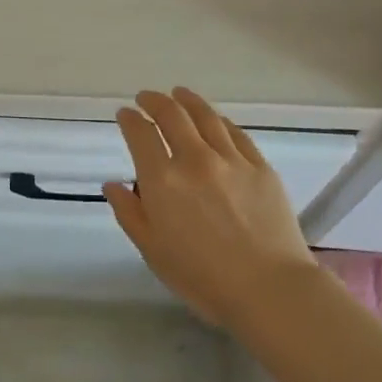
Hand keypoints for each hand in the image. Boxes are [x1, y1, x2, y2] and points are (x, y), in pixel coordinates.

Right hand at [104, 88, 317, 328]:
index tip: (125, 114)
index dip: (130, 120)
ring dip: (187, 100)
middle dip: (154, 101)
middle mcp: (194, 159)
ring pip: (205, 116)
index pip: (141, 135)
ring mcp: (231, 159)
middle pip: (172, 115)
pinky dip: (219, 120)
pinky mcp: (260, 166)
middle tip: (146, 97)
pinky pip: (235, 132)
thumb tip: (113, 184)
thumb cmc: (203, 278)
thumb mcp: (153, 251)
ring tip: (179, 93)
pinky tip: (215, 118)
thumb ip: (130, 213)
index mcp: (163, 180)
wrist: (269, 288)